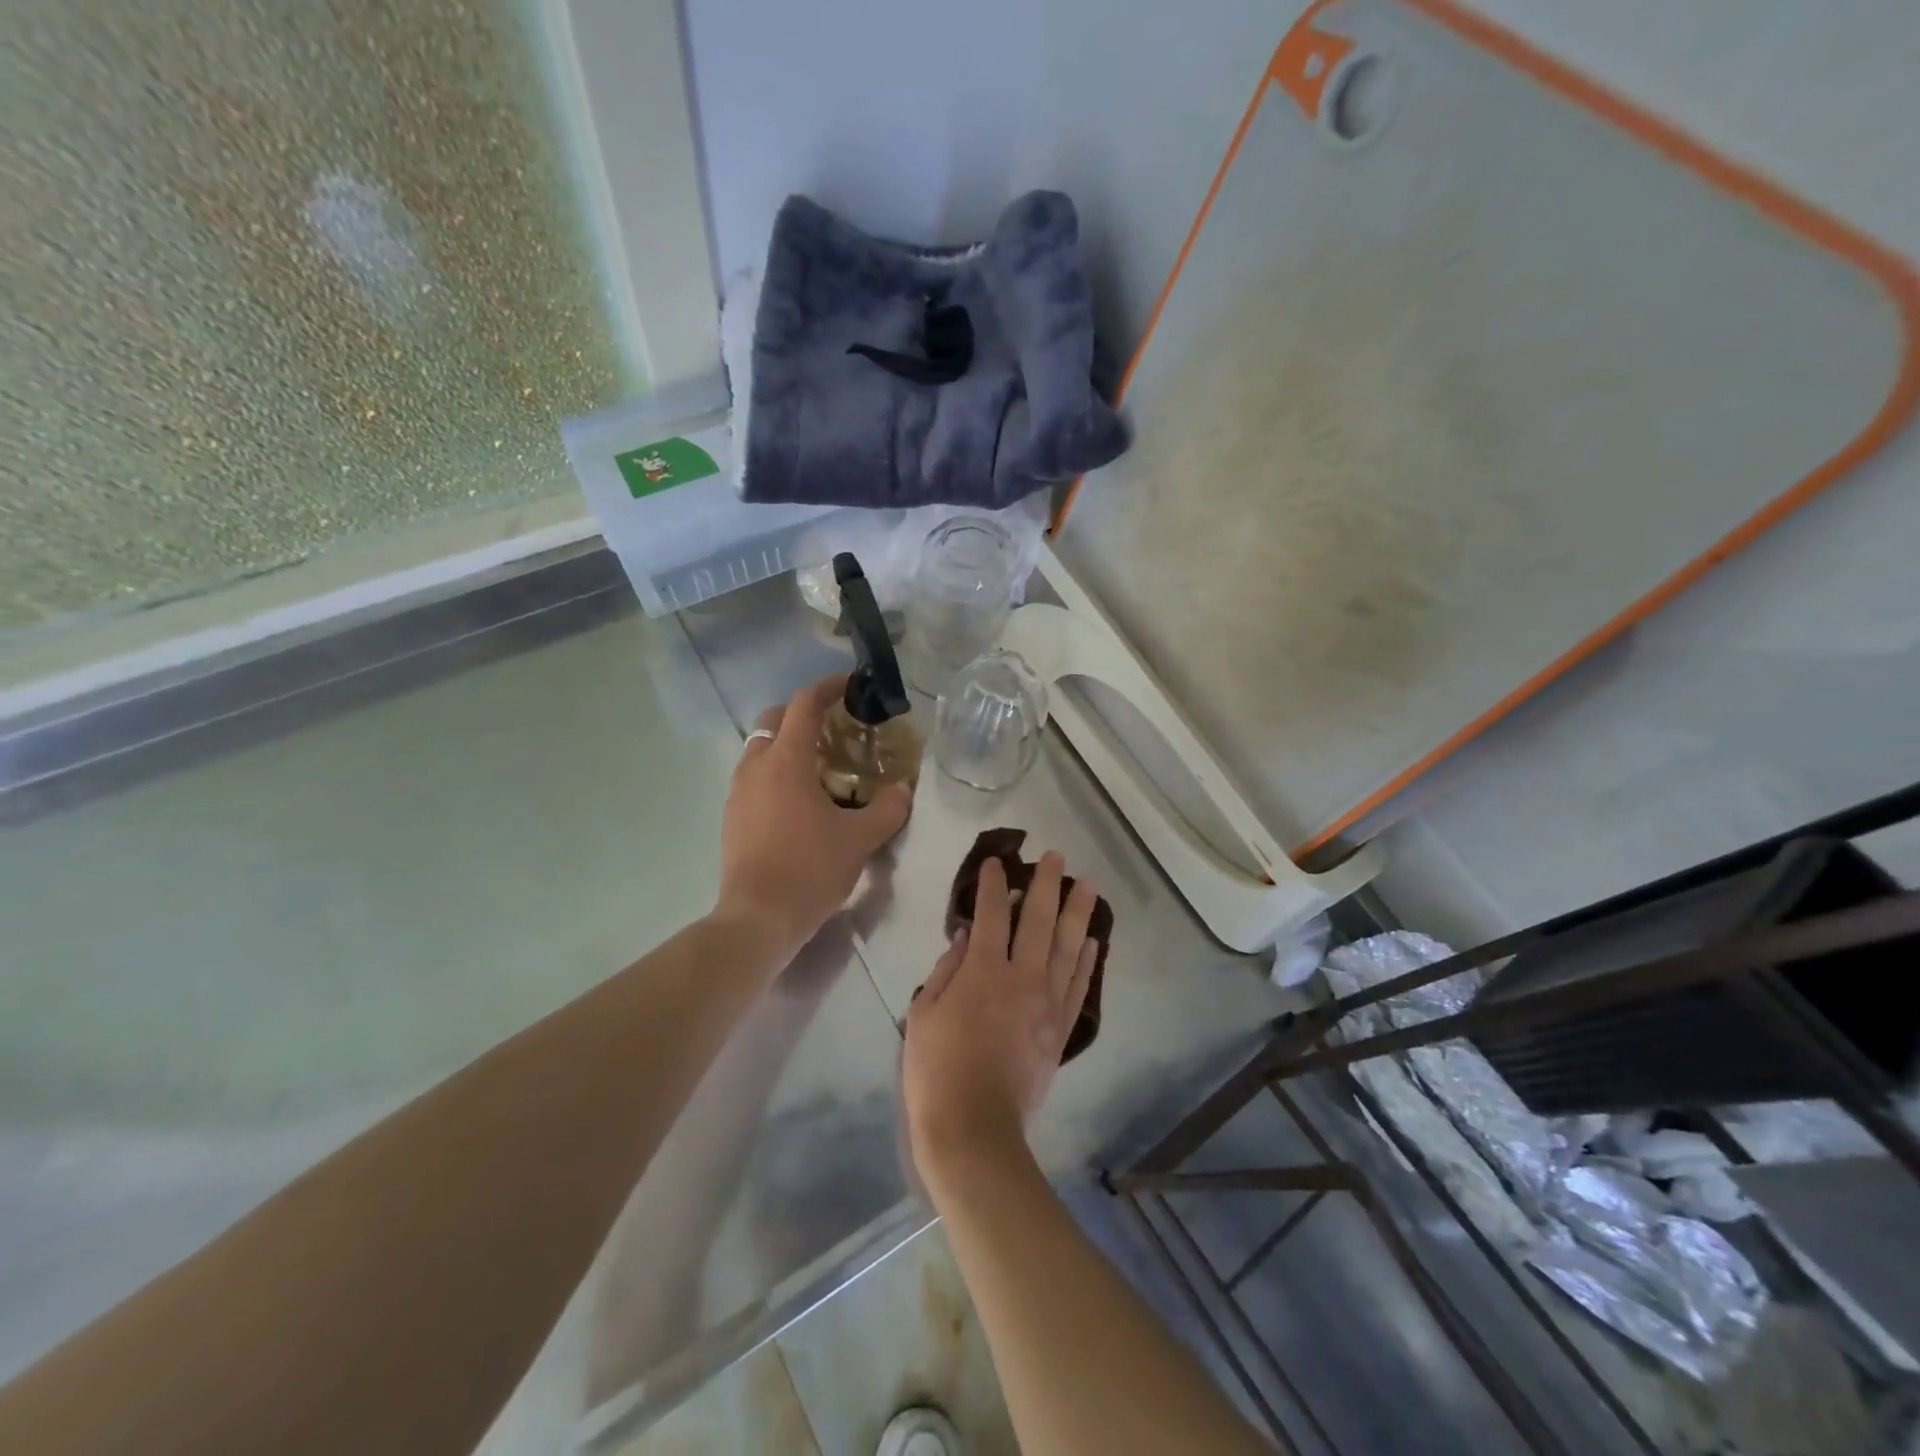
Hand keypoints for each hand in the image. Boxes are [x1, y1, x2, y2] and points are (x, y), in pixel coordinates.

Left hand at [714, 675, 912, 960]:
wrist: (758, 918)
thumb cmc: (810, 869)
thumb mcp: (860, 839)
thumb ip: (888, 808)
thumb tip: (905, 787)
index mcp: (786, 760)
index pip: (804, 705)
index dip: (828, 688)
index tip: (850, 685)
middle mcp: (756, 766)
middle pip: (775, 719)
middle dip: (804, 714)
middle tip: (836, 728)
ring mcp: (738, 791)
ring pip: (761, 748)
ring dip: (788, 744)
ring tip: (821, 765)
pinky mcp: (731, 815)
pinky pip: (754, 776)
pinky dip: (776, 771)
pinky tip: (799, 800)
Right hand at [904, 852, 1099, 1192]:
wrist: (974, 1128)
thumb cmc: (936, 1069)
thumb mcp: (924, 1014)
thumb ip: (946, 970)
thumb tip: (966, 938)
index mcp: (983, 971)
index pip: (991, 913)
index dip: (993, 884)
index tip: (997, 862)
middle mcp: (1022, 977)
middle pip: (1038, 920)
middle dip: (1046, 884)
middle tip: (1056, 857)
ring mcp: (1047, 1003)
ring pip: (1067, 947)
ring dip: (1078, 913)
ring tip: (1088, 886)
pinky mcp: (1061, 1029)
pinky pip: (1079, 986)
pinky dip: (1087, 961)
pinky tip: (1093, 941)